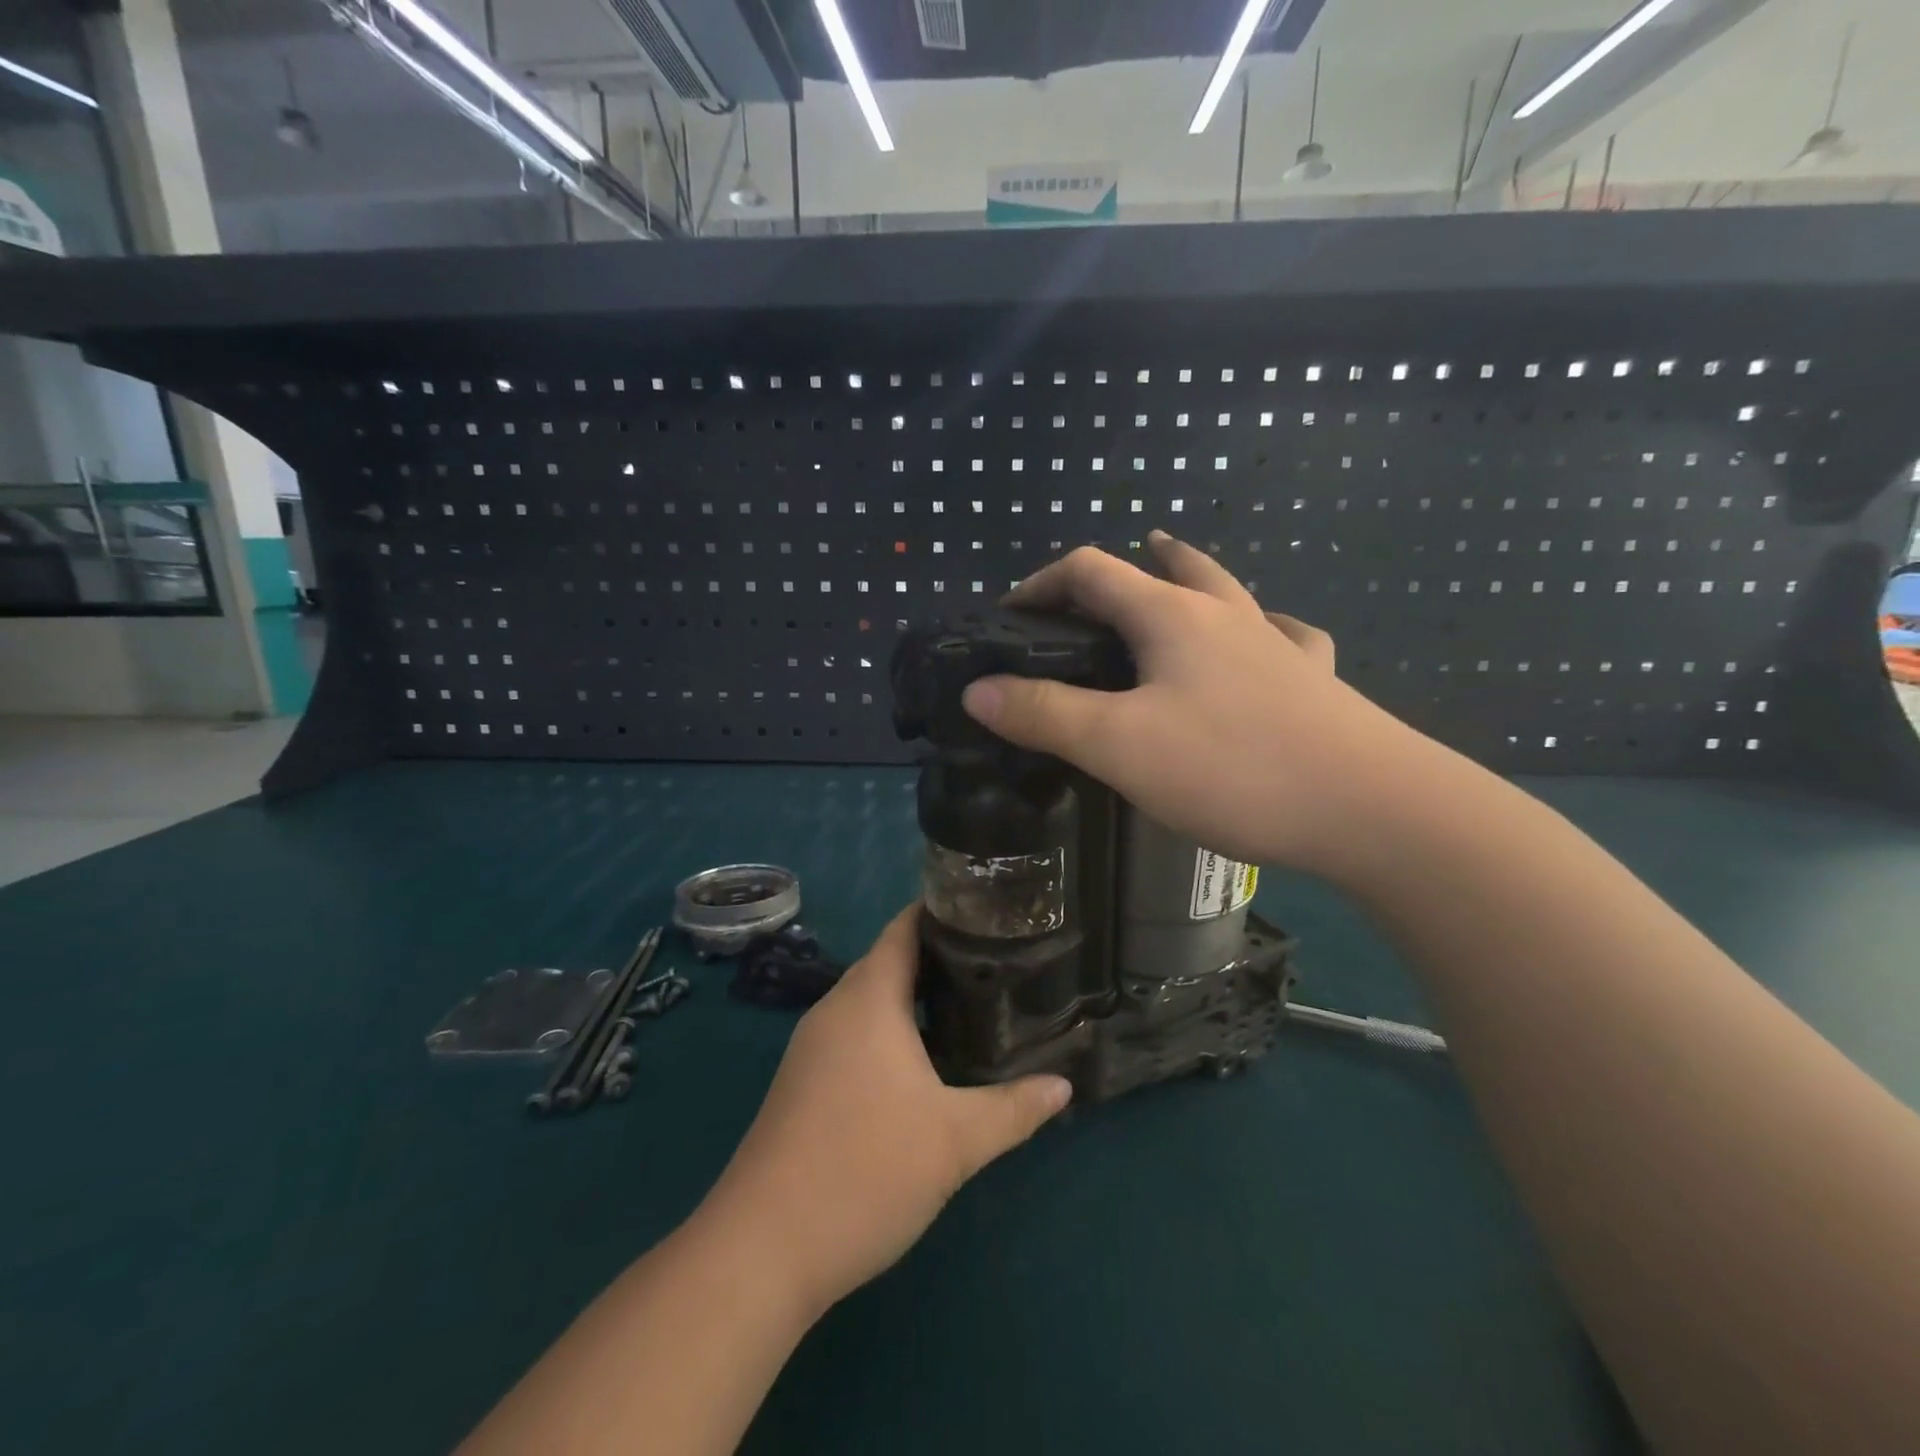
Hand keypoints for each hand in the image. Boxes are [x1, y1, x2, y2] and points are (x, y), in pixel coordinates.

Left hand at [702, 907, 1070, 1316]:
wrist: (762, 1249)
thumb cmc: (865, 1171)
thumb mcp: (955, 1141)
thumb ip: (1014, 1108)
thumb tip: (1063, 1085)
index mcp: (868, 999)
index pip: (904, 928)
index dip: (944, 912)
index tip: (989, 912)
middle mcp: (836, 1009)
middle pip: (890, 961)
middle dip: (940, 958)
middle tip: (997, 963)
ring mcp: (813, 1046)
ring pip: (872, 1001)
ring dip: (915, 998)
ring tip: (972, 1004)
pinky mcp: (804, 1081)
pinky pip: (856, 1032)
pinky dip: (891, 1029)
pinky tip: (925, 1061)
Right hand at [959, 531, 1426, 876]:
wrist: (1373, 809)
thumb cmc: (1233, 768)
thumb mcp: (1118, 745)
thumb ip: (1044, 714)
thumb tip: (977, 690)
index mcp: (1172, 617)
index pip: (1091, 571)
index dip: (1042, 583)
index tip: (1010, 615)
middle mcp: (1226, 615)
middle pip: (1163, 568)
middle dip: (1113, 572)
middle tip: (1082, 594)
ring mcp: (1278, 645)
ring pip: (1225, 590)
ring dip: (1186, 577)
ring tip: (1167, 575)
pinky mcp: (1315, 682)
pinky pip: (1282, 634)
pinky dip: (1258, 627)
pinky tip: (1265, 637)